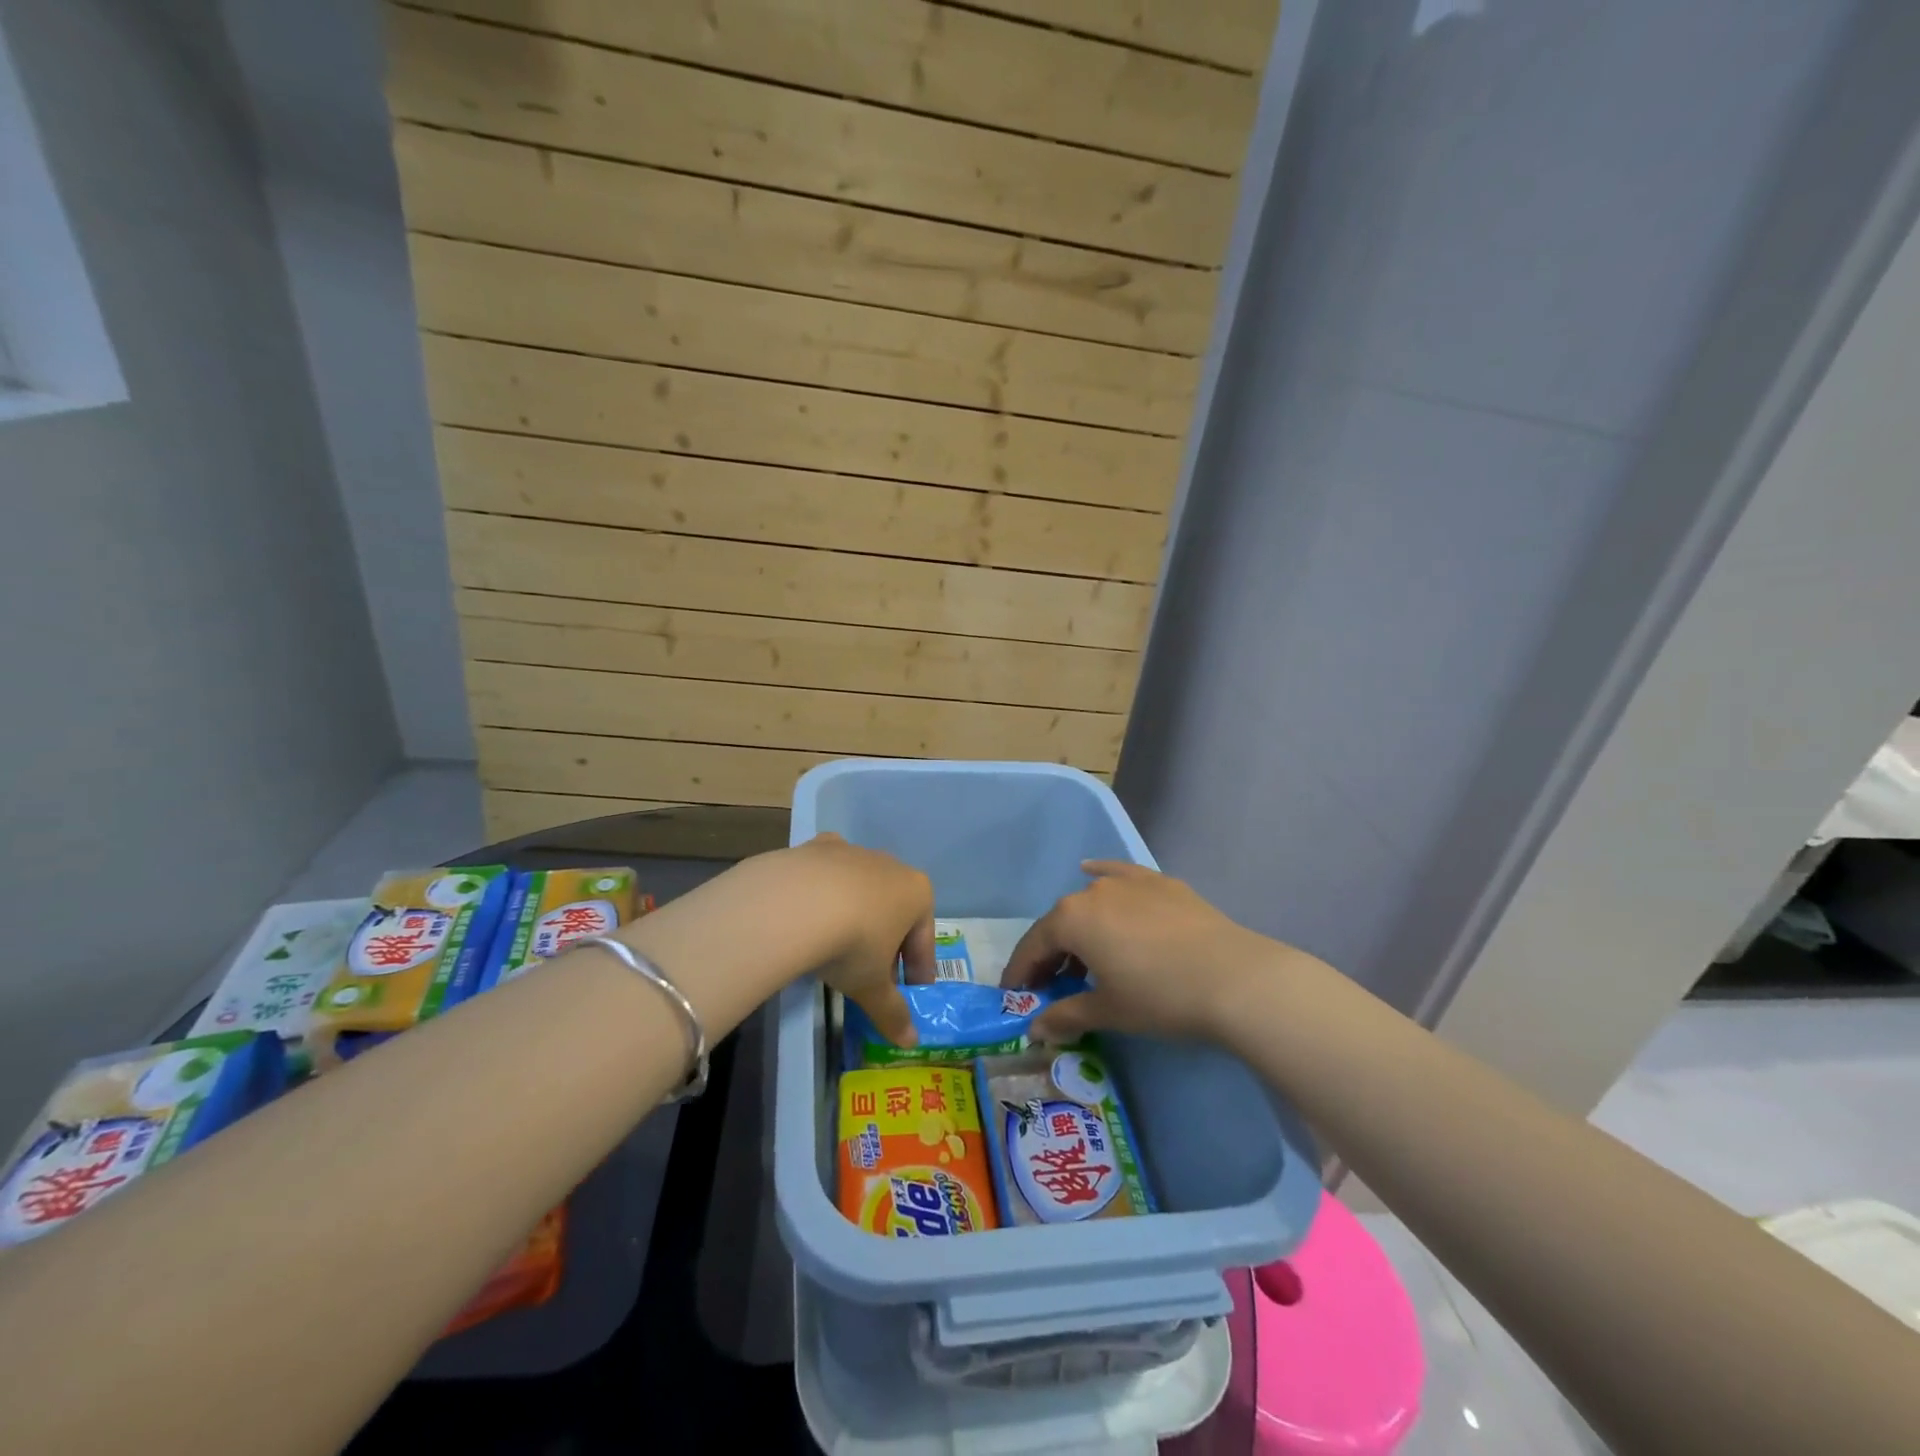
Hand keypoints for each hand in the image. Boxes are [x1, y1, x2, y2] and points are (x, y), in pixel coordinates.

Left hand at [780, 834, 933, 1048]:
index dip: (917, 972)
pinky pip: (828, 873)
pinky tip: (811, 912)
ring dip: (856, 916)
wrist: (796, 902)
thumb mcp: (872, 987)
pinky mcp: (818, 847)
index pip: (924, 940)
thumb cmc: (852, 944)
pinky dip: (824, 892)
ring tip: (837, 949)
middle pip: (895, 912)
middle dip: (887, 944)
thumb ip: (893, 1012)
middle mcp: (892, 865)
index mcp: (918, 893)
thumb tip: (910, 1042)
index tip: (910, 994)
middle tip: (872, 977)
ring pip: (862, 890)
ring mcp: (854, 852)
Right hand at [1003, 861, 1279, 1044]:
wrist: (1234, 978)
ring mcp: (1129, 882)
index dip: (1021, 972)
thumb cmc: (1160, 997)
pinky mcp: (1160, 883)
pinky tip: (1093, 873)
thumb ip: (1067, 1016)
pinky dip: (1103, 878)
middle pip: (1060, 922)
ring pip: (1090, 902)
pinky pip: (1120, 876)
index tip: (1013, 994)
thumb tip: (1036, 1029)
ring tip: (1083, 956)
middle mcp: (1093, 891)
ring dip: (1079, 928)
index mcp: (1072, 919)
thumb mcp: (1109, 1011)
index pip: (1034, 946)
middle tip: (1049, 984)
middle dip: (1050, 954)